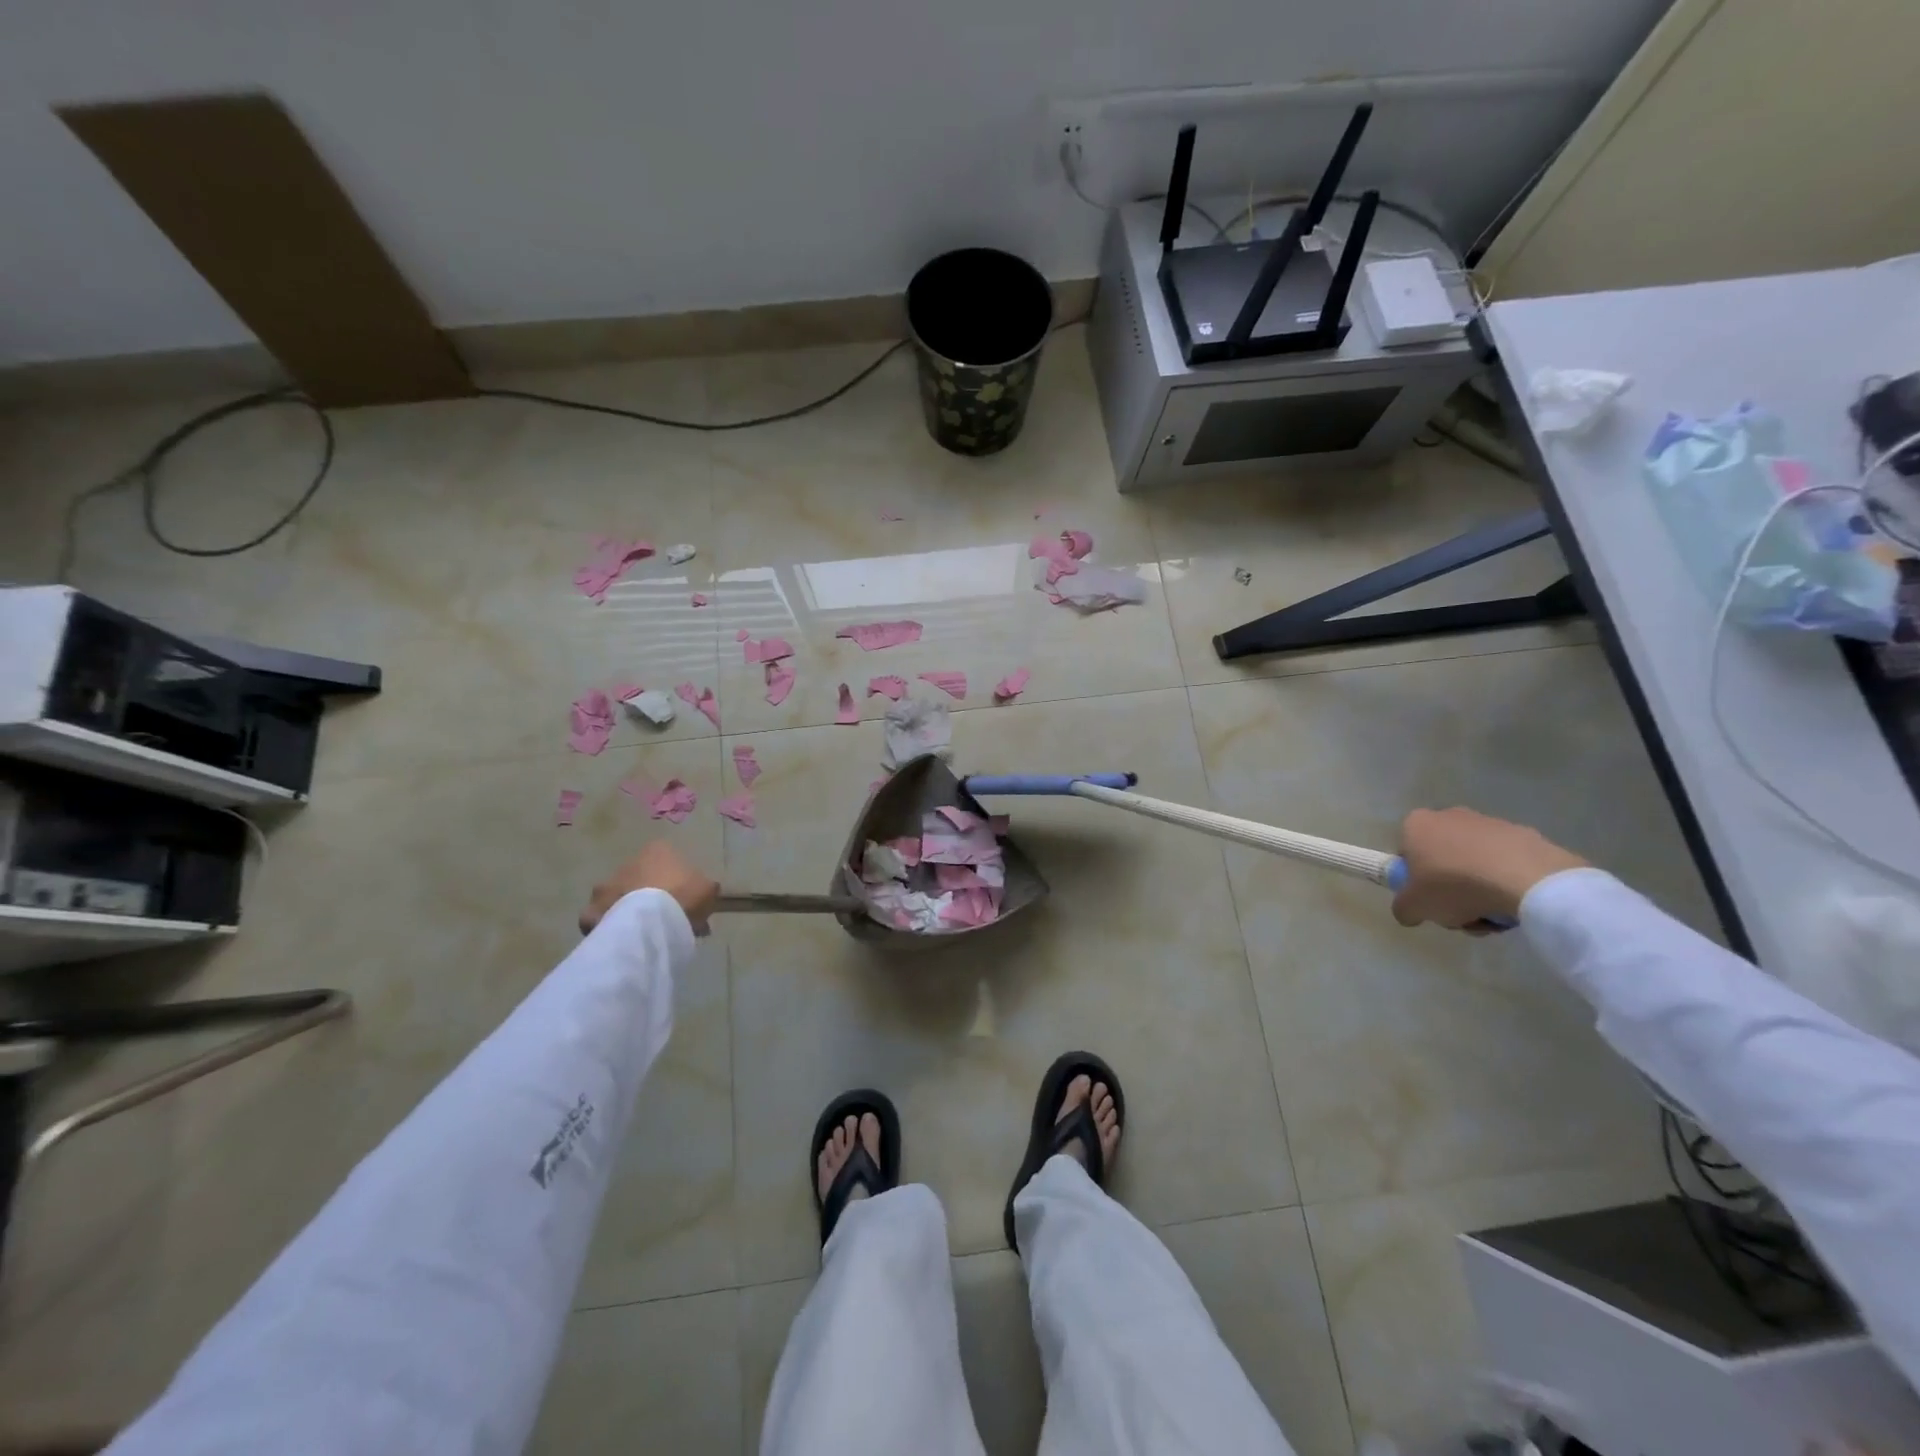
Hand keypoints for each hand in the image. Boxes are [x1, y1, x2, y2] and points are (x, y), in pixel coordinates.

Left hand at [580, 841, 719, 936]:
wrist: (651, 921)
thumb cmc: (684, 895)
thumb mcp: (708, 889)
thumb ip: (705, 888)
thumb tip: (704, 892)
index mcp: (658, 850)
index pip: (669, 860)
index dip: (680, 881)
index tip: (688, 900)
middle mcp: (629, 862)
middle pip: (644, 878)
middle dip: (655, 895)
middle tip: (669, 919)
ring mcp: (608, 885)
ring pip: (623, 896)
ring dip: (633, 909)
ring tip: (648, 933)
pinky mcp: (593, 910)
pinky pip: (603, 918)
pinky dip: (612, 925)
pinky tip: (626, 939)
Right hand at [1391, 807, 1587, 932]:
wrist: (1526, 880)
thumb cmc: (1454, 885)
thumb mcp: (1414, 907)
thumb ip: (1403, 908)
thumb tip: (1410, 911)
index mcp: (1417, 824)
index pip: (1407, 853)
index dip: (1415, 880)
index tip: (1429, 900)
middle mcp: (1449, 815)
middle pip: (1443, 858)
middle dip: (1450, 886)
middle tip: (1461, 912)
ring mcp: (1490, 823)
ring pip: (1475, 862)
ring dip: (1479, 888)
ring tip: (1492, 914)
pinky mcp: (1525, 834)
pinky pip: (1507, 863)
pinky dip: (1508, 882)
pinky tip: (1515, 903)